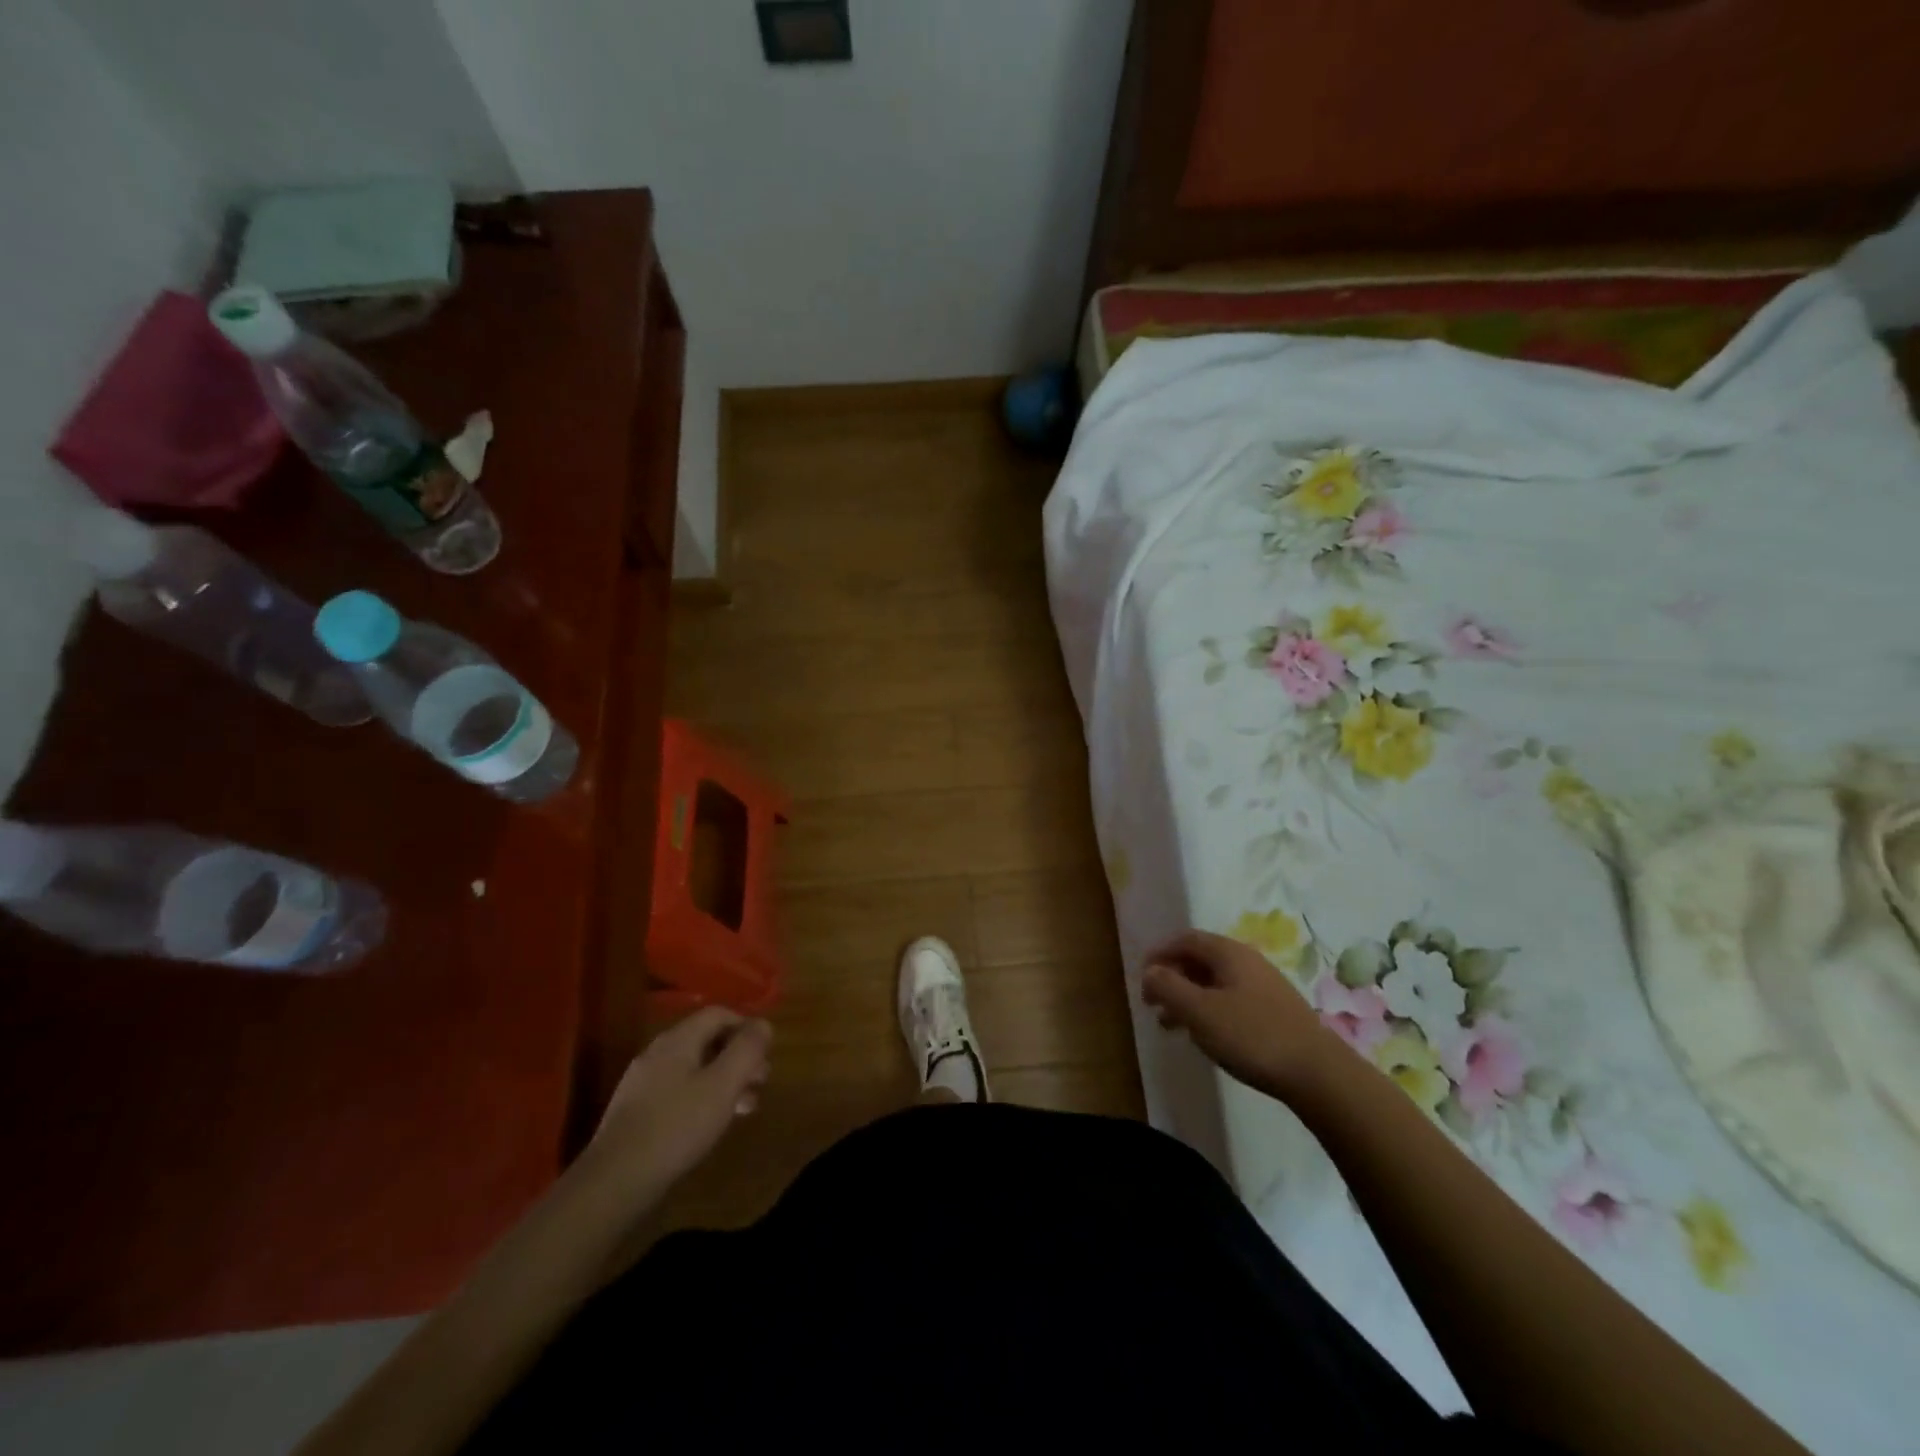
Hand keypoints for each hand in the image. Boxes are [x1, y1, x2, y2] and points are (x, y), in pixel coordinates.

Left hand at [584, 1008, 771, 1197]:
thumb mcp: (722, 1085)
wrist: (613, 1182)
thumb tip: (763, 1024)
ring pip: (694, 1068)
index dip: (746, 1026)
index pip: (718, 1013)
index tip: (766, 1052)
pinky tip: (710, 1124)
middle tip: (761, 1082)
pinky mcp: (636, 1112)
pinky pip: (678, 1091)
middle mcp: (658, 1053)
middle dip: (738, 1057)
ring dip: (724, 1080)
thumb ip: (746, 1050)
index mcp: (678, 1040)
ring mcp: (643, 1083)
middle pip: (707, 1040)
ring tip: (744, 1108)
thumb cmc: (676, 1127)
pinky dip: (702, 1098)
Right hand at [1141, 930, 1341, 1100]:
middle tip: (1152, 1004)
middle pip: (1200, 959)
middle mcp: (1247, 961)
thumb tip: (1150, 971)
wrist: (1317, 1073)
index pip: (1185, 939)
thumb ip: (1169, 987)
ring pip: (1215, 982)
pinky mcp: (1274, 1011)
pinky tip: (1206, 1035)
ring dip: (1188, 997)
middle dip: (1172, 978)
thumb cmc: (1251, 1036)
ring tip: (1171, 1026)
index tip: (1141, 977)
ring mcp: (1264, 986)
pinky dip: (1209, 1009)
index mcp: (1228, 953)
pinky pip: (1231, 999)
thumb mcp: (1200, 1011)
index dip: (1159, 953)